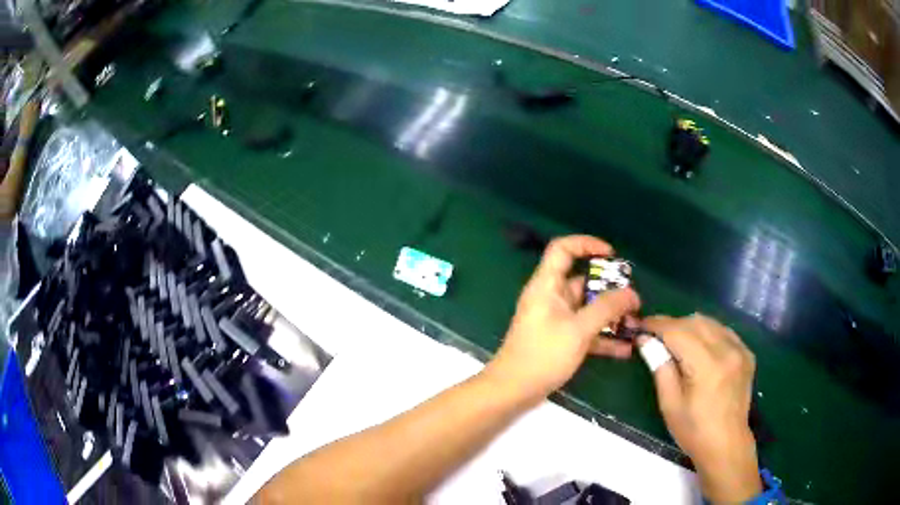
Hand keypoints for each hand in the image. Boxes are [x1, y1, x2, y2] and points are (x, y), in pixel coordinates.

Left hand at [486, 236, 639, 400]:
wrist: (513, 391)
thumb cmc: (542, 355)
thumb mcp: (578, 330)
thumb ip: (606, 309)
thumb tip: (632, 293)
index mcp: (547, 285)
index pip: (563, 249)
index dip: (586, 244)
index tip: (612, 255)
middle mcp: (552, 298)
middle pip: (583, 281)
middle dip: (610, 289)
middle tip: (634, 300)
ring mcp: (556, 320)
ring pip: (588, 309)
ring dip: (611, 316)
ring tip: (636, 324)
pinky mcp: (560, 340)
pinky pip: (586, 331)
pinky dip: (603, 337)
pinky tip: (625, 349)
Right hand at [641, 314, 761, 502]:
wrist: (726, 444)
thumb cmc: (693, 430)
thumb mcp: (669, 403)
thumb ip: (660, 367)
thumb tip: (645, 340)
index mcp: (707, 365)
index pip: (678, 332)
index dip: (657, 325)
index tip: (640, 325)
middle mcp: (727, 350)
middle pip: (695, 322)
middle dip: (673, 324)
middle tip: (656, 336)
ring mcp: (740, 350)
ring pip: (711, 323)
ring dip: (690, 327)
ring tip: (676, 341)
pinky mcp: (747, 354)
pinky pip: (724, 332)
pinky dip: (708, 333)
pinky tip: (700, 347)